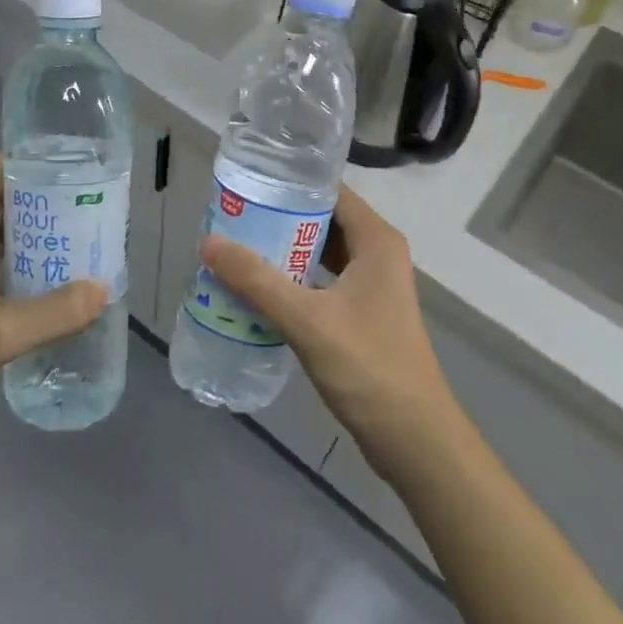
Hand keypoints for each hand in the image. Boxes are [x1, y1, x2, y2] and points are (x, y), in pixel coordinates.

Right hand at [200, 185, 459, 473]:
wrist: (413, 439)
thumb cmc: (368, 368)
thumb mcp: (307, 320)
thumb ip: (257, 281)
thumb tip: (209, 243)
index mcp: (376, 240)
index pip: (329, 191)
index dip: (290, 184)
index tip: (247, 184)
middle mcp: (378, 254)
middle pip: (323, 220)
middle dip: (279, 217)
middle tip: (232, 217)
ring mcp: (372, 285)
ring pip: (321, 252)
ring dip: (284, 250)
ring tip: (237, 247)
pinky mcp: (364, 313)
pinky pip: (322, 281)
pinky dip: (293, 279)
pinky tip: (259, 289)